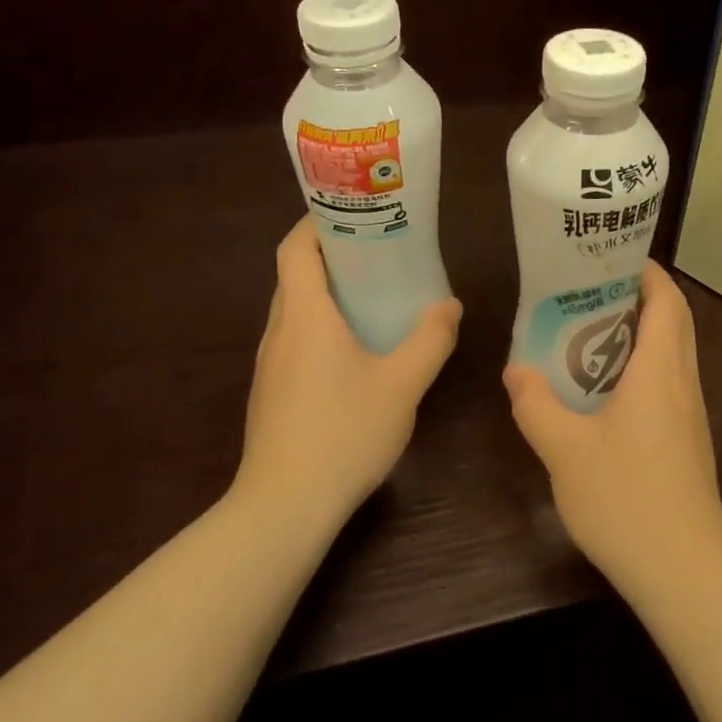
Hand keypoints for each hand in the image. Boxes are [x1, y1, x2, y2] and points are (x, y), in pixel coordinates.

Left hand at [235, 217, 461, 525]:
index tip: (352, 213)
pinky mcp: (272, 393)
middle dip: (332, 256)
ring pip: (295, 310)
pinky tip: (356, 350)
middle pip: (295, 276)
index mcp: (305, 316)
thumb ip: (430, 340)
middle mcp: (279, 332)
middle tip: (379, 250)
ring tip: (374, 294)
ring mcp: (271, 365)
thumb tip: (450, 306)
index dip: (316, 222)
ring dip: (327, 293)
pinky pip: (295, 340)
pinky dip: (322, 326)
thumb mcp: (402, 384)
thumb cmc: (344, 433)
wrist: (284, 508)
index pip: (295, 249)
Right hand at [504, 260, 721, 605]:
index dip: (646, 272)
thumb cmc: (626, 499)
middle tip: (593, 290)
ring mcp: (691, 413)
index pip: (667, 300)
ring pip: (675, 352)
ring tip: (592, 332)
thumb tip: (516, 372)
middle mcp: (683, 382)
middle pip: (675, 320)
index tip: (612, 258)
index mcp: (660, 370)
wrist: (684, 570)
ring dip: (643, 332)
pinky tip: (607, 390)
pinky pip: (670, 382)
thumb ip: (536, 406)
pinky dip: (645, 365)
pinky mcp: (689, 440)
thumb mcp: (565, 451)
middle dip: (642, 296)